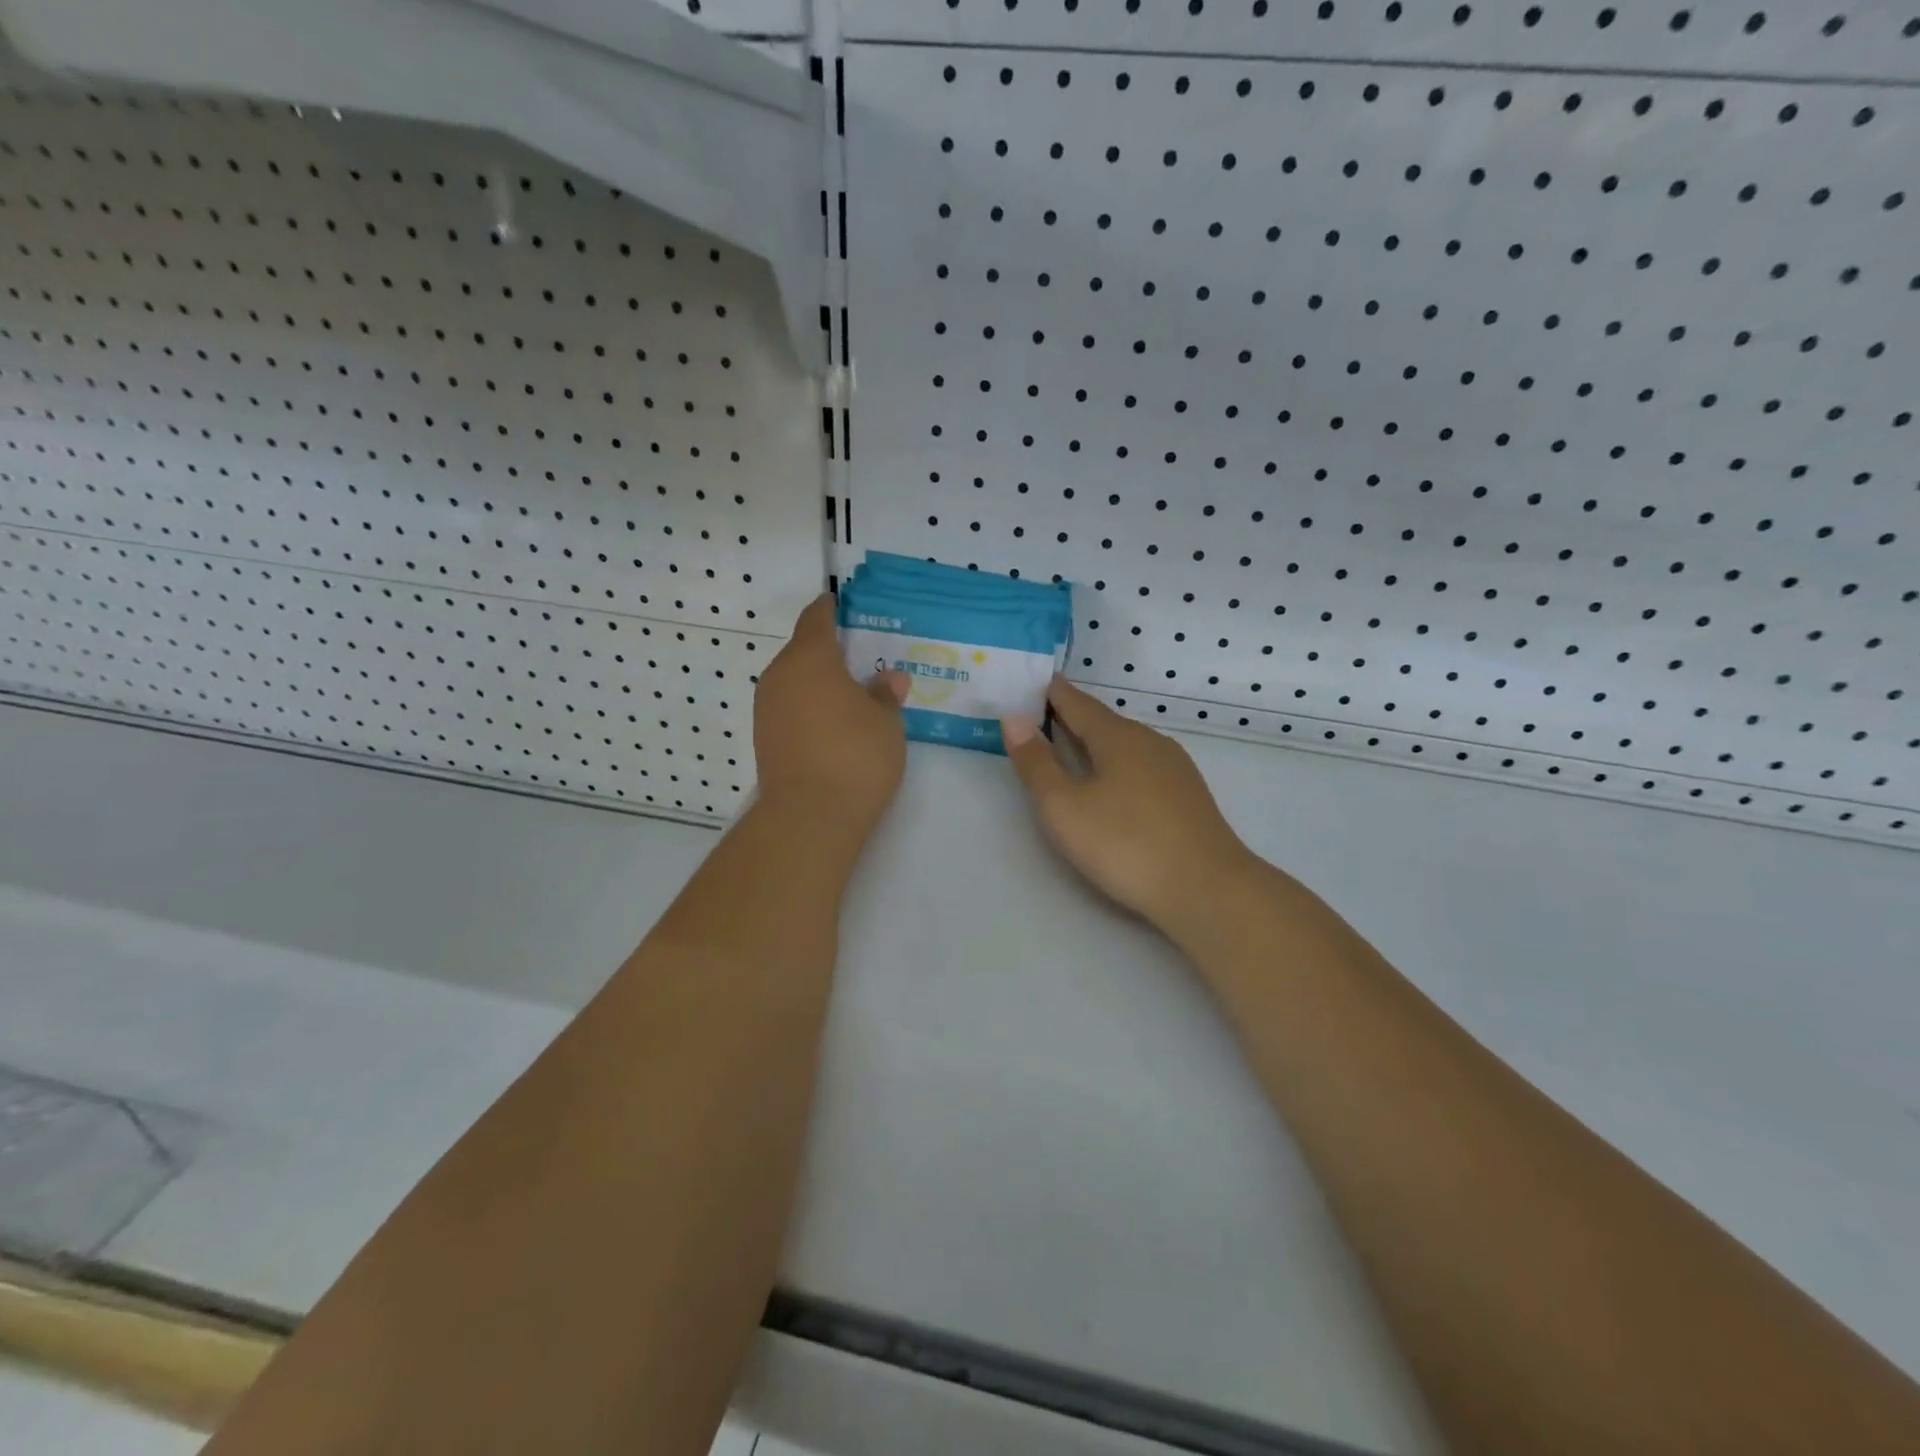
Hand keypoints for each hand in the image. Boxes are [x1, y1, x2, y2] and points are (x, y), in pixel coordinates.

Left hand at [754, 595, 908, 832]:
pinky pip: (790, 710)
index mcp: (810, 657)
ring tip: (852, 698)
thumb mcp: (886, 721)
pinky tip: (834, 727)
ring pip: (795, 683)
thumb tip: (889, 679)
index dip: (831, 609)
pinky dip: (809, 710)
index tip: (844, 606)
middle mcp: (780, 676)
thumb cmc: (855, 754)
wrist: (809, 816)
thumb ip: (886, 694)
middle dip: (830, 654)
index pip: (817, 618)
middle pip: (803, 652)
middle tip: (863, 662)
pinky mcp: (764, 740)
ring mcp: (766, 709)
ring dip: (819, 685)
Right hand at [1002, 679, 1257, 933]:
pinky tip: (1113, 784)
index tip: (1031, 682)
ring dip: (1095, 743)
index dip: (1051, 692)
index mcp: (1117, 736)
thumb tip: (1014, 718)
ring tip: (1070, 750)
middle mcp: (1149, 741)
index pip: (1077, 702)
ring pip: (1125, 745)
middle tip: (1039, 717)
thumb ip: (1036, 763)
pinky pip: (1142, 766)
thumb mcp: (1064, 807)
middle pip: (1103, 722)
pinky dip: (1117, 765)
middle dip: (1071, 718)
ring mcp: (1174, 768)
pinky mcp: (1187, 796)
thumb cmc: (1126, 844)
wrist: (1209, 890)